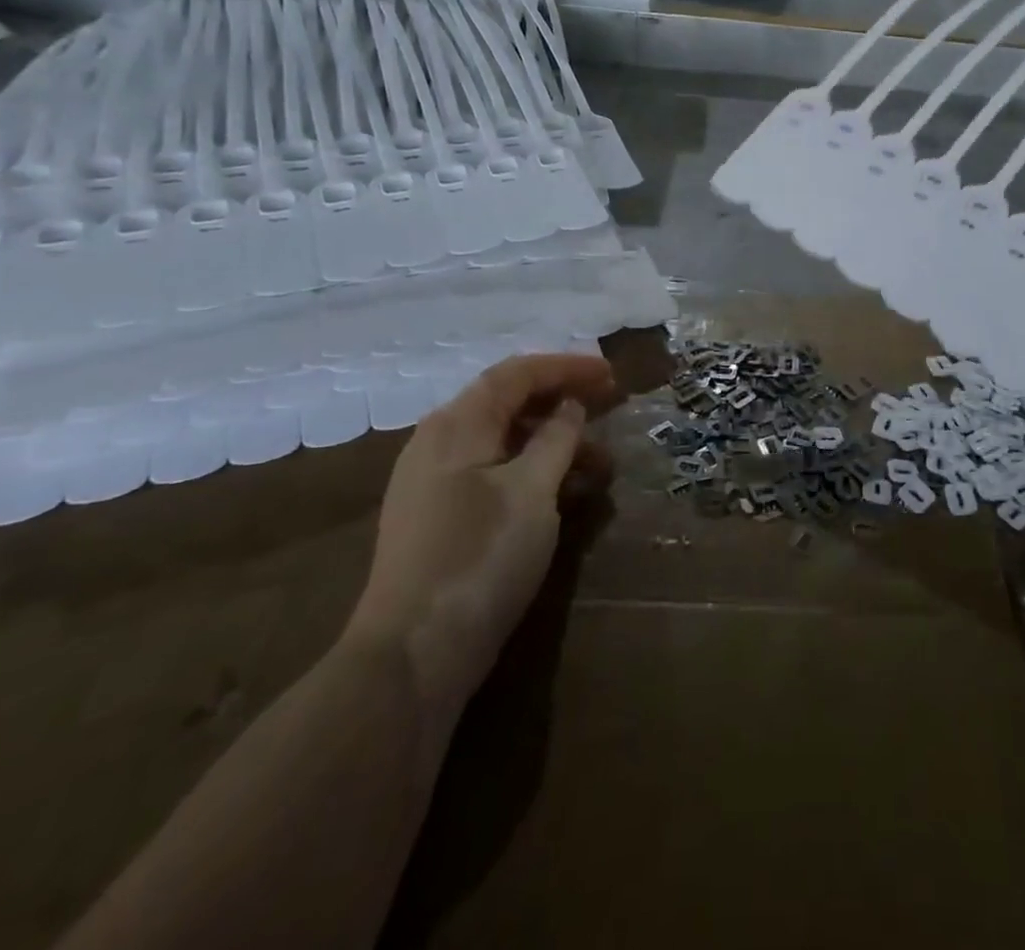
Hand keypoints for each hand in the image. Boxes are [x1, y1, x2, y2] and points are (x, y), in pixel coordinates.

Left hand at [343, 353, 618, 720]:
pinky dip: (534, 473)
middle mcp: (439, 443)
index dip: (568, 367)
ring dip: (554, 444)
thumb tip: (569, 406)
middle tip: (610, 410)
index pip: (517, 374)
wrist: (412, 656)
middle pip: (508, 404)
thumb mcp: (532, 491)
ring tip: (601, 465)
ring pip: (504, 443)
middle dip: (563, 403)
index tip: (612, 376)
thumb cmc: (479, 558)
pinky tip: (564, 495)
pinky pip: (494, 475)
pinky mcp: (439, 519)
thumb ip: (556, 438)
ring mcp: (434, 483)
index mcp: (457, 425)